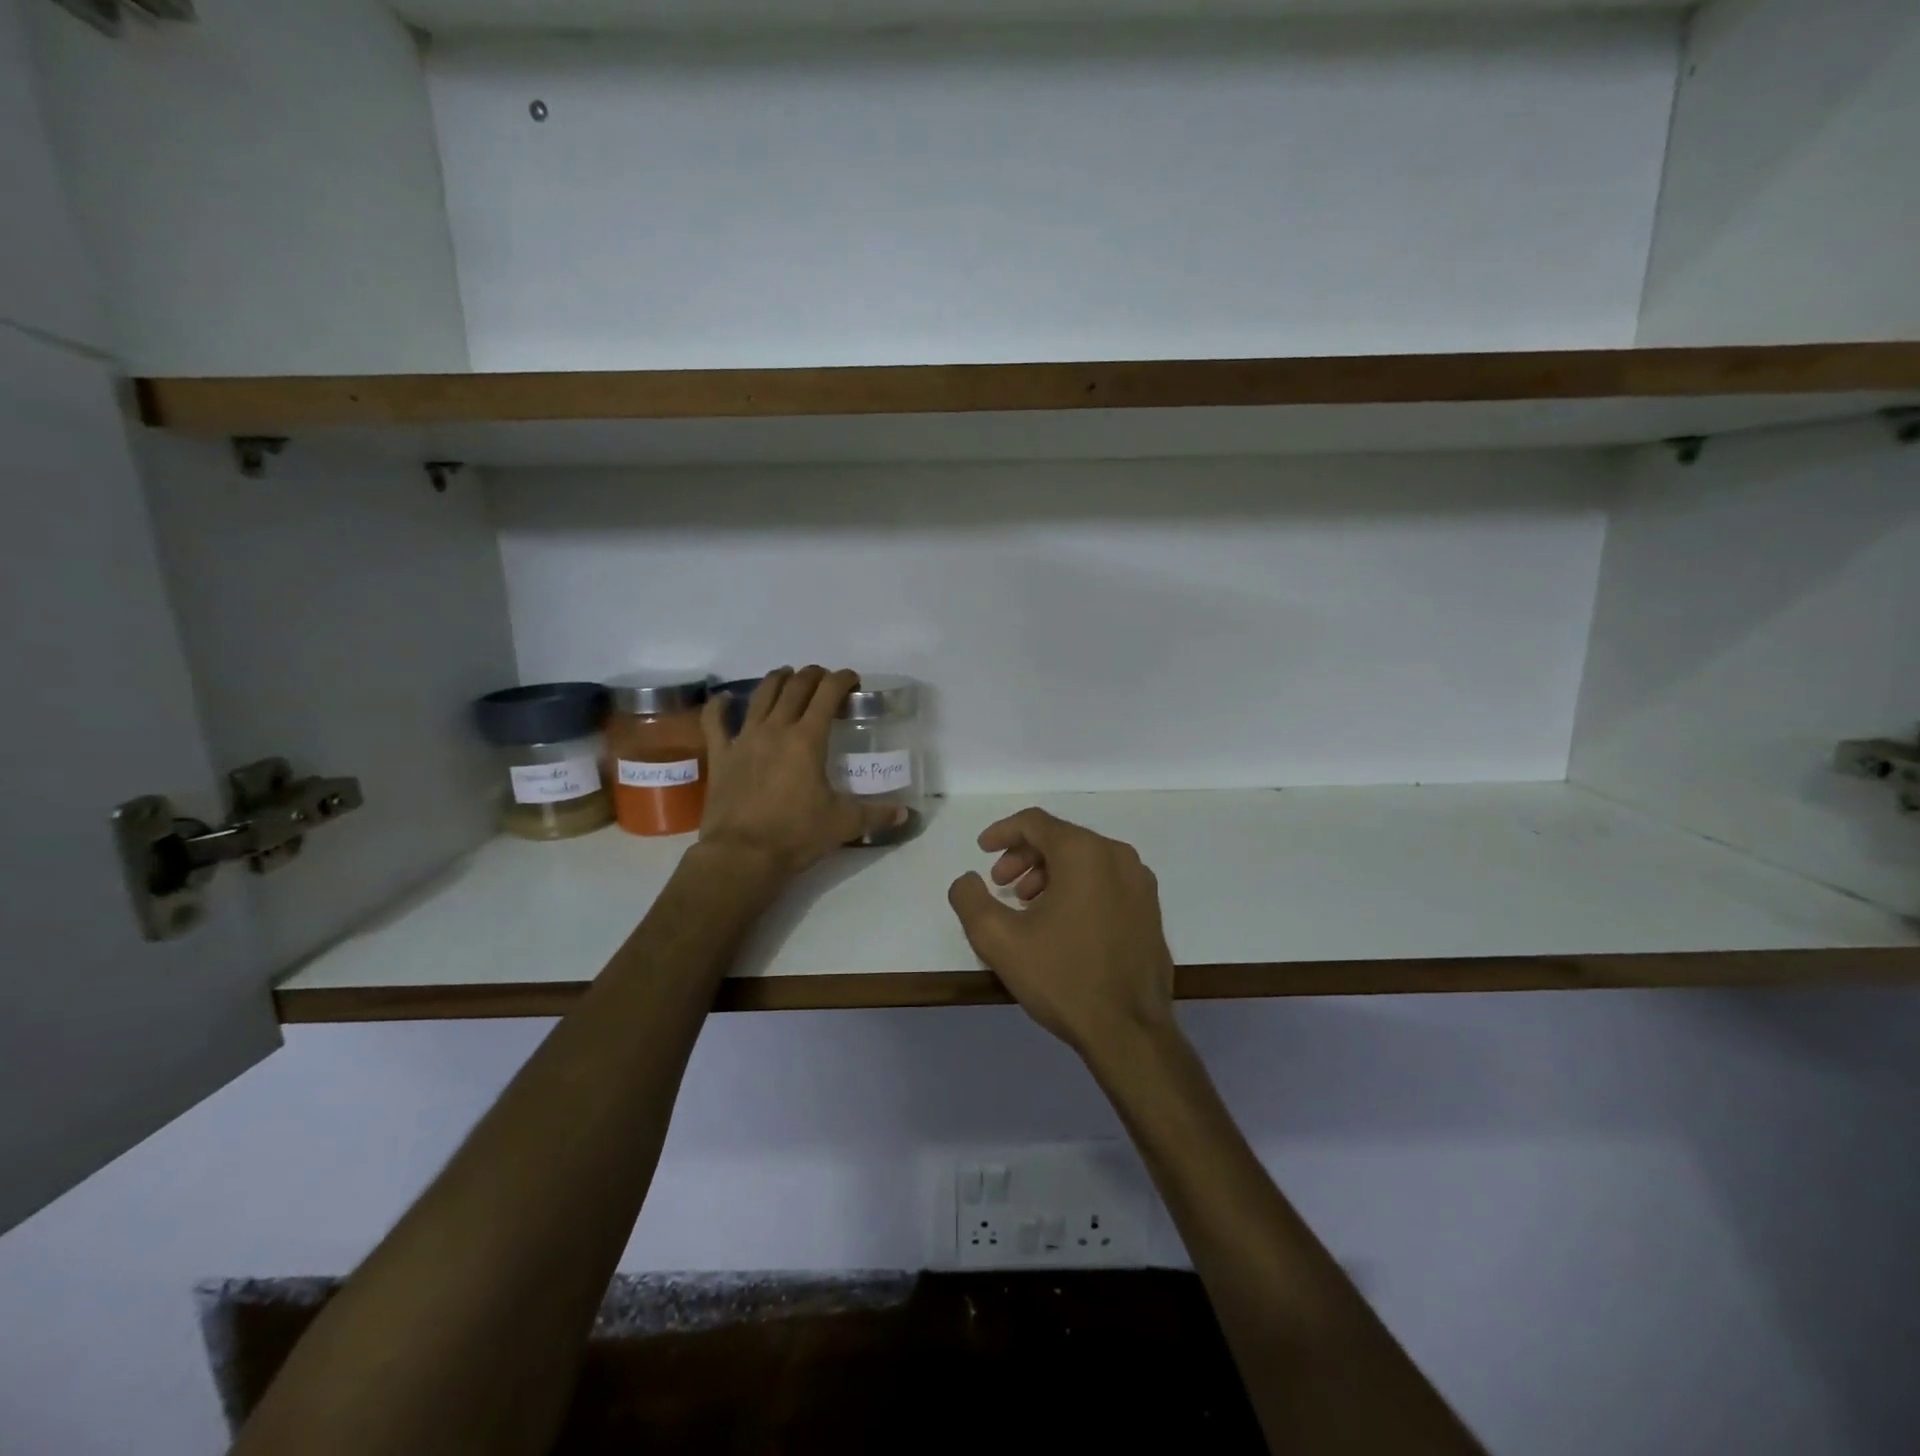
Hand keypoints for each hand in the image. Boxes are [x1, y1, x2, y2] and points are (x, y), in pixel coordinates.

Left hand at [696, 666, 903, 879]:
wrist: (742, 855)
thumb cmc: (796, 835)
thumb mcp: (843, 824)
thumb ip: (876, 814)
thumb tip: (905, 814)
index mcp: (808, 739)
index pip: (828, 694)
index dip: (842, 679)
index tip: (853, 679)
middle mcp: (776, 729)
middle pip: (795, 687)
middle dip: (813, 676)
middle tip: (824, 679)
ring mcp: (744, 739)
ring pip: (761, 695)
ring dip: (777, 680)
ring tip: (787, 677)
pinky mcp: (721, 756)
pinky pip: (715, 722)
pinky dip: (720, 706)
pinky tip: (725, 699)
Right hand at [947, 808, 1176, 1061]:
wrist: (1130, 1032)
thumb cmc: (1062, 978)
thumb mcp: (999, 939)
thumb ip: (970, 899)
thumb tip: (968, 880)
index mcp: (1085, 852)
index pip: (1035, 822)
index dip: (1002, 832)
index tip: (981, 851)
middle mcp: (1118, 856)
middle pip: (1060, 838)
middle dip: (1023, 857)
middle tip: (1000, 885)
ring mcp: (1140, 883)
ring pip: (1085, 860)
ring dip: (1049, 874)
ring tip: (1027, 908)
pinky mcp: (1150, 910)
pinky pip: (1105, 882)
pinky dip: (1076, 889)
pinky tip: (1060, 924)